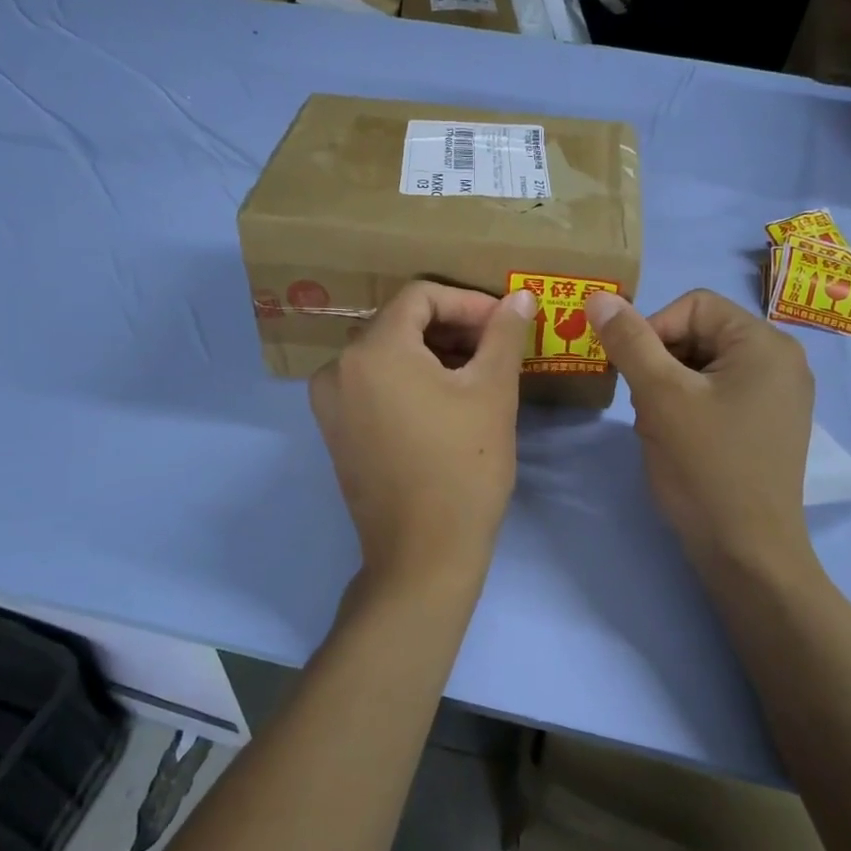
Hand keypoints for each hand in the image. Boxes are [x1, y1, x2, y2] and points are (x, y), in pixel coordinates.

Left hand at [310, 282, 535, 583]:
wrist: (424, 555)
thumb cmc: (464, 467)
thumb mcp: (492, 392)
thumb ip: (504, 334)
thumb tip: (519, 297)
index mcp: (372, 350)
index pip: (420, 296)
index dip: (468, 302)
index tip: (504, 325)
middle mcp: (338, 368)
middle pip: (401, 323)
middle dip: (453, 328)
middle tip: (497, 348)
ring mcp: (331, 403)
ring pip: (387, 354)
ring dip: (434, 353)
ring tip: (478, 374)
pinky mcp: (336, 431)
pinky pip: (374, 384)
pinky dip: (410, 379)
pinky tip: (447, 400)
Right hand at [586, 289, 814, 577]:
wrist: (747, 554)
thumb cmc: (706, 467)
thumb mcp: (660, 397)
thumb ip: (629, 341)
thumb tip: (599, 296)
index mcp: (765, 343)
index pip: (693, 306)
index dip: (652, 331)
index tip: (632, 374)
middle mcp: (781, 361)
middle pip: (700, 334)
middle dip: (660, 365)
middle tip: (645, 407)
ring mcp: (778, 396)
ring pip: (703, 368)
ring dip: (669, 389)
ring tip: (659, 430)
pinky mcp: (768, 426)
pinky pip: (718, 395)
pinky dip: (688, 409)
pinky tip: (677, 442)